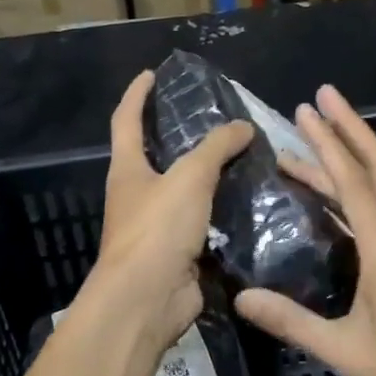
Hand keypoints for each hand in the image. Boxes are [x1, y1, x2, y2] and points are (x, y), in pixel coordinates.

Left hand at [86, 70, 254, 354]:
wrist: (146, 301)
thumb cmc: (157, 229)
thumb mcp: (190, 178)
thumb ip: (217, 148)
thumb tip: (243, 126)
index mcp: (127, 169)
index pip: (126, 120)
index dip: (137, 94)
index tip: (151, 74)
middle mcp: (137, 194)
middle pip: (156, 155)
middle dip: (180, 135)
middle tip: (216, 118)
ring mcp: (156, 226)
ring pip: (184, 191)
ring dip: (208, 175)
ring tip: (244, 156)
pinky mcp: (178, 253)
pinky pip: (203, 222)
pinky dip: (222, 210)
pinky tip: (250, 201)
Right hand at [235, 85, 375, 375]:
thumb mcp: (346, 352)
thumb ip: (293, 323)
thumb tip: (241, 298)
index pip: (352, 181)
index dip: (327, 143)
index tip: (306, 110)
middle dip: (348, 127)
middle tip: (321, 97)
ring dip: (357, 152)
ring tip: (319, 135)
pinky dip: (366, 181)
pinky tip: (343, 188)